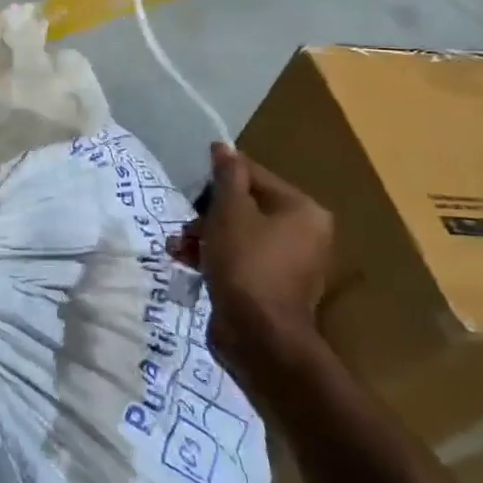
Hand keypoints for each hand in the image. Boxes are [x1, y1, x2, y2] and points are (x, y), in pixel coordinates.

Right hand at [168, 142, 332, 375]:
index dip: (219, 178)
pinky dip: (214, 258)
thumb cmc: (245, 262)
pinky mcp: (270, 288)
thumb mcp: (229, 211)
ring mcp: (289, 264)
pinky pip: (239, 260)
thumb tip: (223, 146)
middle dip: (207, 214)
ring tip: (177, 247)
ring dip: (204, 237)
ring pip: (238, 234)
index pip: (255, 176)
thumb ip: (227, 176)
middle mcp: (304, 234)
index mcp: (302, 210)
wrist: (258, 336)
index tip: (191, 189)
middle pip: (245, 206)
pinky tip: (186, 262)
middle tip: (186, 225)